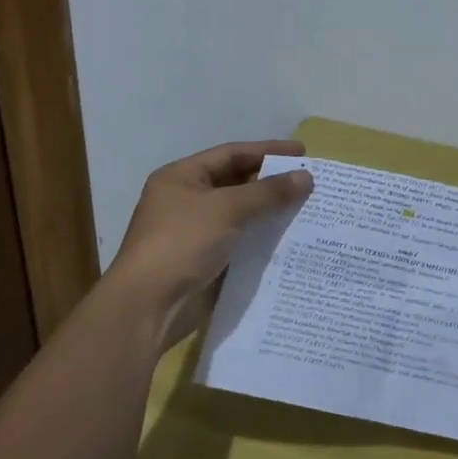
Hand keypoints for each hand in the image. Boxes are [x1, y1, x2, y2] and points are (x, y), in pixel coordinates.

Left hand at [103, 140, 312, 344]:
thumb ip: (268, 192)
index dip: (268, 151)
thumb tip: (306, 178)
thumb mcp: (227, 209)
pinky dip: (263, 238)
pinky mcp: (205, 261)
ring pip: (241, 214)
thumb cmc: (182, 244)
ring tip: (308, 208)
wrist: (148, 307)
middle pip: (237, 182)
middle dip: (272, 182)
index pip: (231, 154)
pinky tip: (291, 238)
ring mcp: (195, 232)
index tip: (303, 153)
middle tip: (309, 181)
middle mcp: (186, 200)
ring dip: (270, 211)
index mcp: (181, 178)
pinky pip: (241, 241)